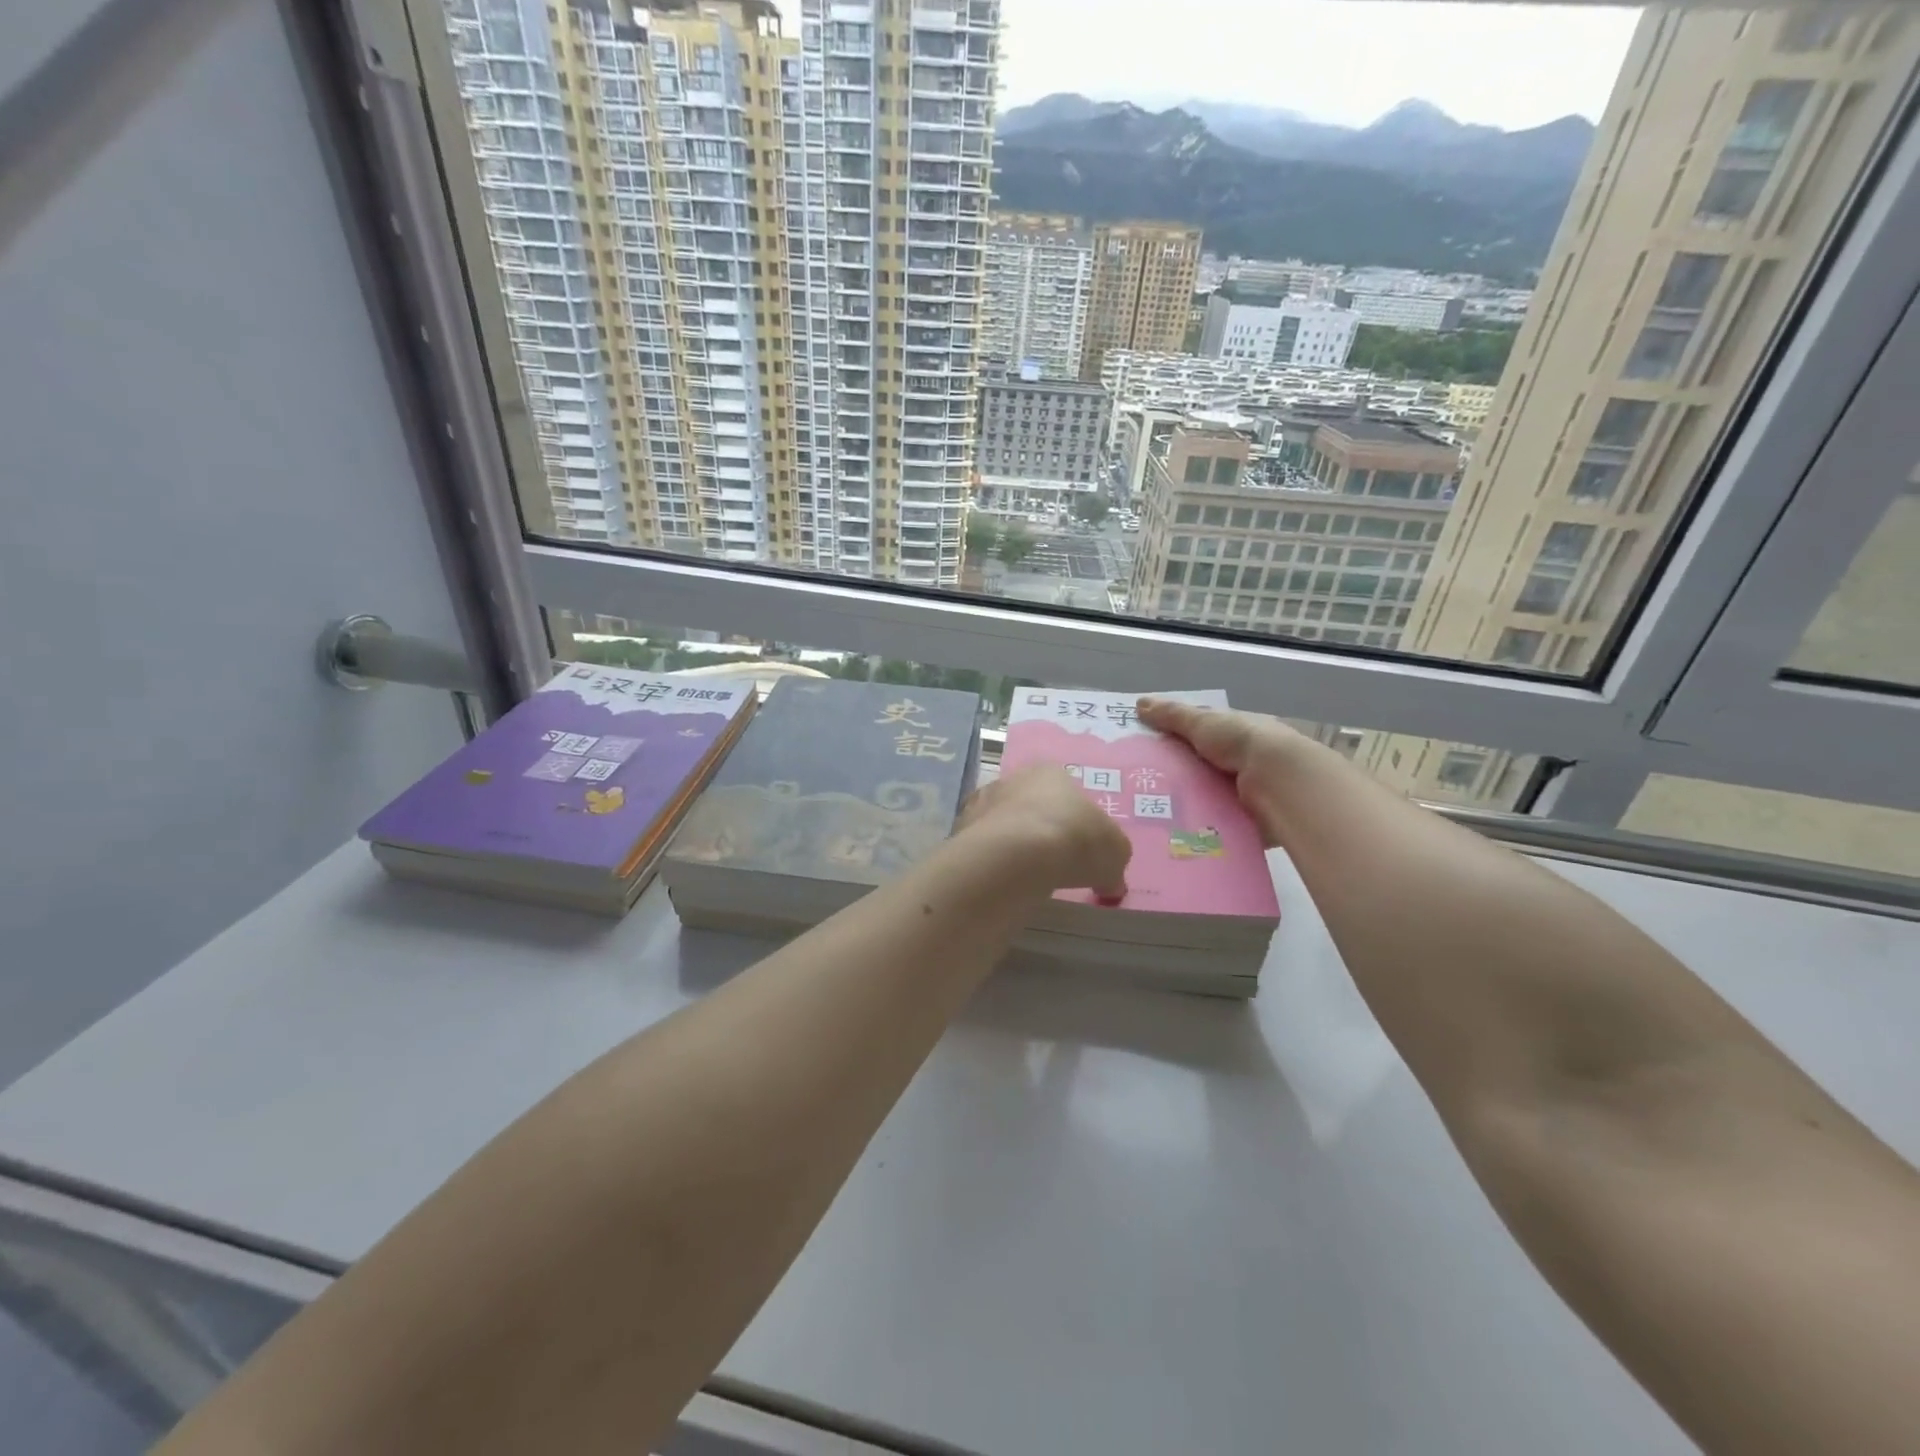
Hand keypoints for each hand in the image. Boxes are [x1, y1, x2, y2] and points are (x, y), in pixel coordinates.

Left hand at [958, 764, 1131, 900]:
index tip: (1079, 847)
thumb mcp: (1114, 852)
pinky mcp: (960, 831)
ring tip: (1026, 876)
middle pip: (1029, 805)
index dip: (1074, 820)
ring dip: (1012, 845)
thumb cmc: (1074, 840)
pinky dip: (992, 862)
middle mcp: (1012, 779)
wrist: (1016, 856)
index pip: (1064, 791)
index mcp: (1051, 773)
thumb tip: (1111, 879)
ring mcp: (981, 803)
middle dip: (1040, 829)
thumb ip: (1113, 861)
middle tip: (1053, 862)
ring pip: (1002, 824)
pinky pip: (983, 848)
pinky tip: (1003, 882)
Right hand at [1137, 697, 1313, 847]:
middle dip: (1177, 775)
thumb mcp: (1202, 722)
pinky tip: (1173, 830)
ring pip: (1208, 796)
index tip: (1145, 751)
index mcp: (1238, 732)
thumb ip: (1172, 715)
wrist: (1279, 781)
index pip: (1203, 735)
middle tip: (1139, 786)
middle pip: (1203, 767)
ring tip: (1149, 811)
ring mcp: (1248, 791)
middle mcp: (1245, 760)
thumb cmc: (1241, 742)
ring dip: (1187, 802)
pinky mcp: (1248, 818)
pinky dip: (1200, 824)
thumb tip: (1139, 703)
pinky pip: (1217, 821)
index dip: (1176, 740)